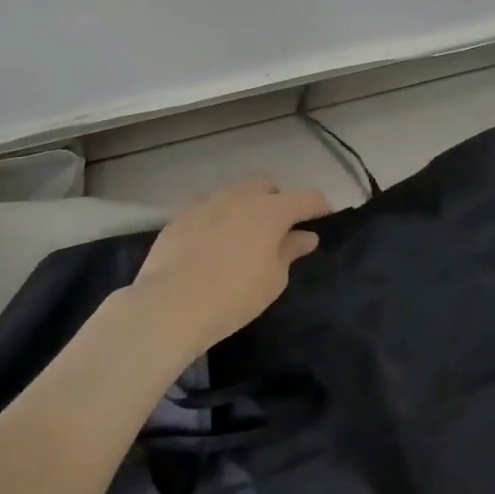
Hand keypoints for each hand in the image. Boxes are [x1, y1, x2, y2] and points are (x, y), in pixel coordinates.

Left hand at [129, 179, 331, 355]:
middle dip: (277, 201)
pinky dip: (218, 219)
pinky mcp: (180, 217)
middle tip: (278, 229)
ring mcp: (207, 204)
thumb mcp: (273, 280)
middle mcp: (240, 198)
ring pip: (234, 194)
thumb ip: (290, 251)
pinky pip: (207, 209)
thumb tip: (304, 236)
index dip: (319, 206)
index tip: (325, 216)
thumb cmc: (233, 296)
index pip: (306, 198)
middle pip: (266, 187)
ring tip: (244, 235)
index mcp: (271, 211)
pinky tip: (212, 243)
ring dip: (246, 207)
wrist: (169, 305)